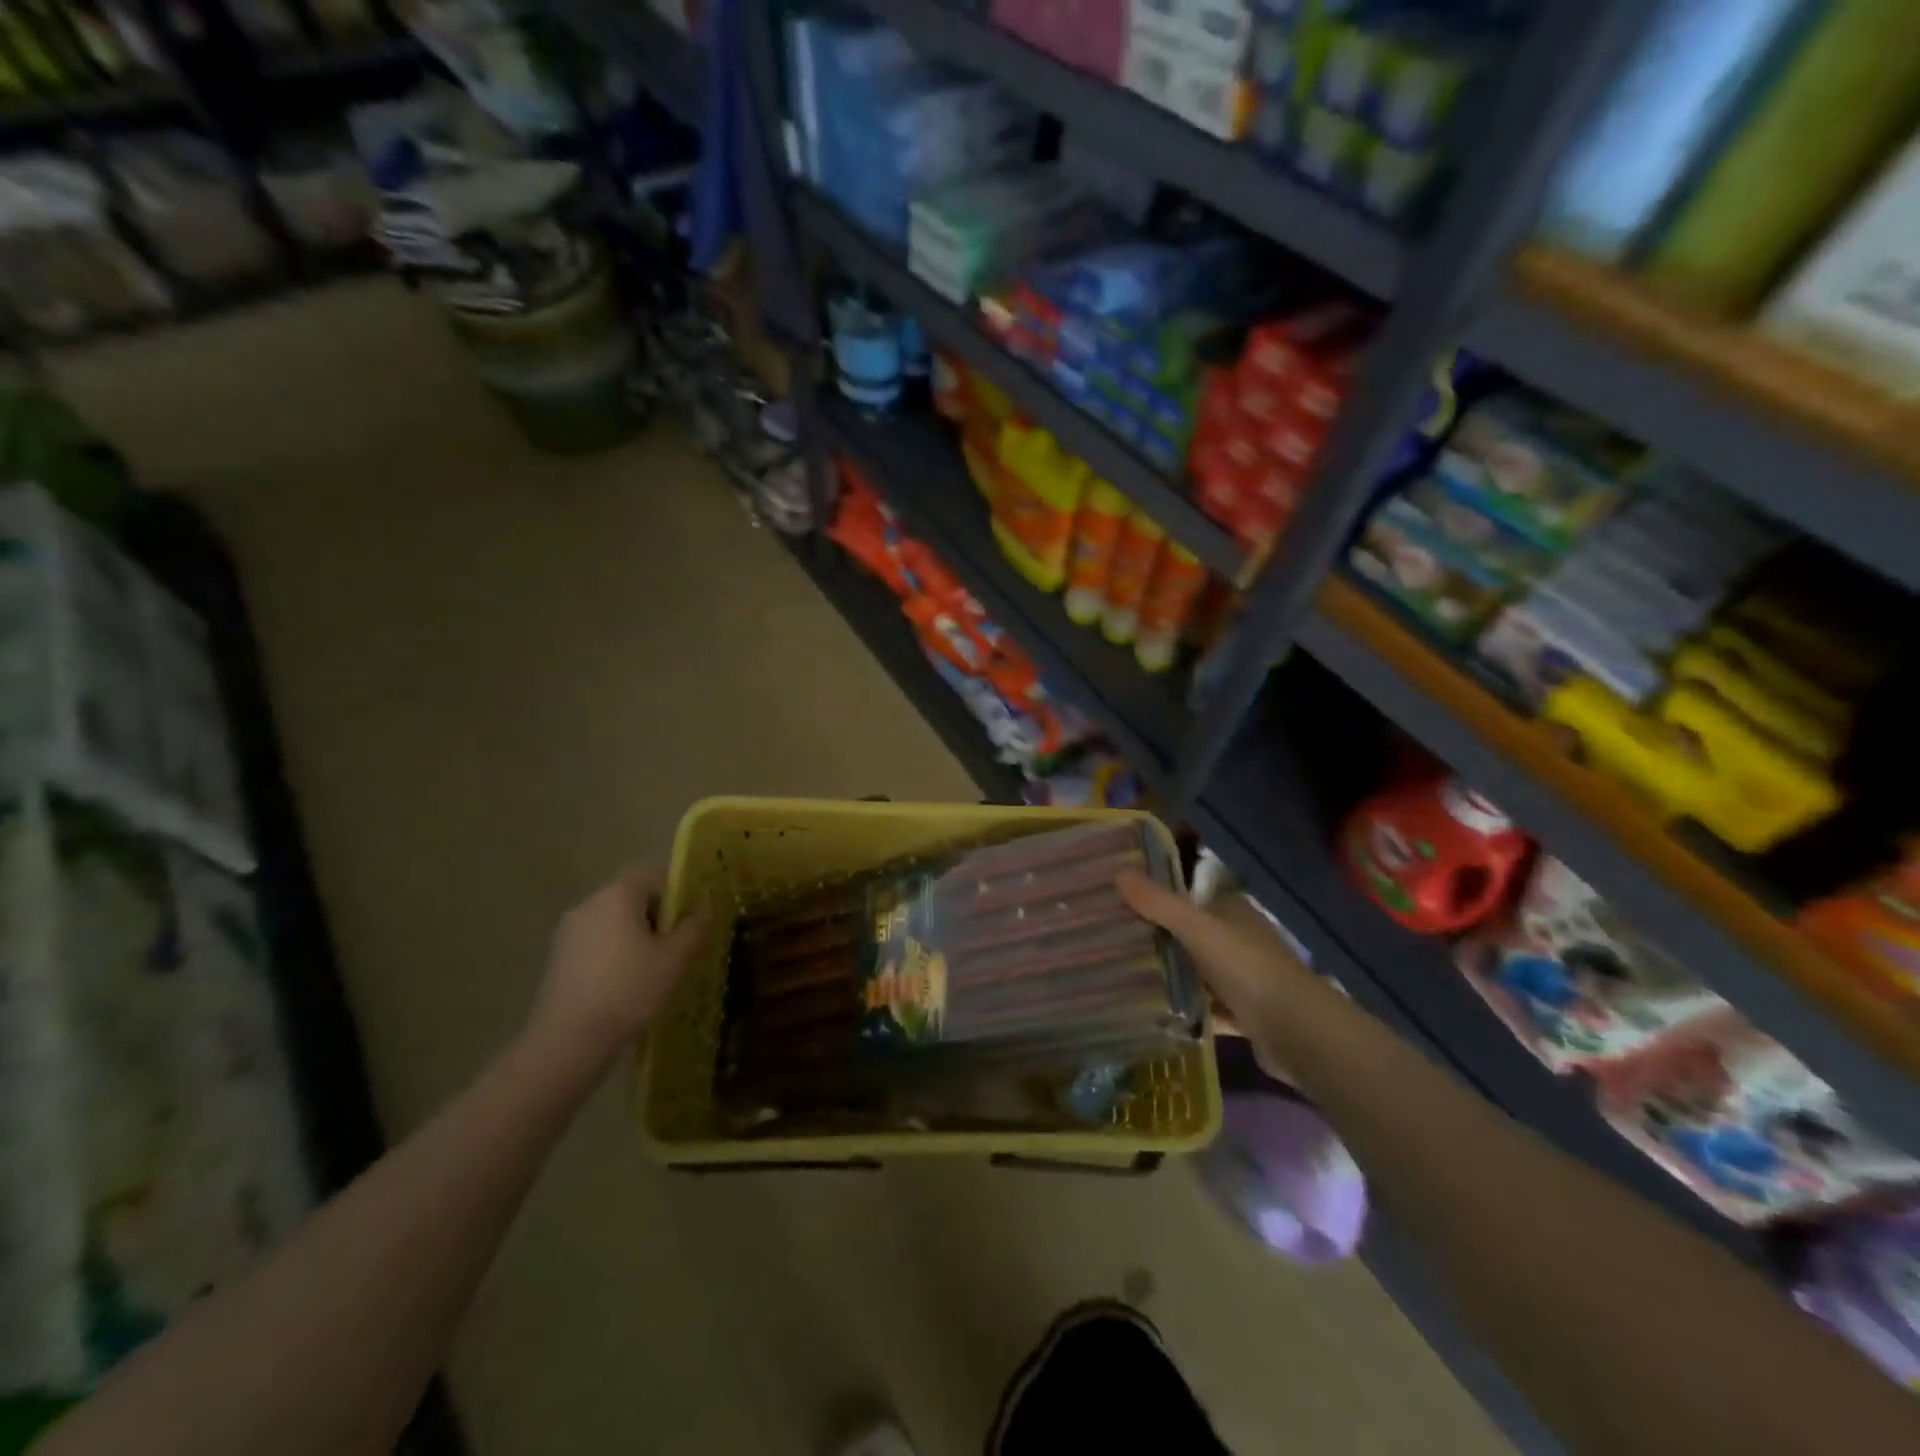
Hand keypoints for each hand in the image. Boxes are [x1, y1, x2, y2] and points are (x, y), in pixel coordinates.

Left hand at [526, 867, 704, 1064]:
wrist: (568, 1040)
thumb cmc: (629, 989)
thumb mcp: (673, 959)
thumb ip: (692, 928)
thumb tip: (703, 909)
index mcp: (617, 895)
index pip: (653, 875)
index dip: (677, 892)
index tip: (691, 918)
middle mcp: (589, 904)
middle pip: (631, 896)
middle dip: (657, 915)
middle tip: (677, 945)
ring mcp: (568, 931)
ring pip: (612, 921)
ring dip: (635, 935)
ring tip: (653, 967)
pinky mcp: (558, 957)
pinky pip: (596, 942)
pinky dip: (614, 952)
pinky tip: (625, 983)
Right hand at [1117, 869, 1315, 1071]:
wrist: (1297, 1031)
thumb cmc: (1247, 968)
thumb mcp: (1197, 928)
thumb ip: (1159, 903)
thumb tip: (1119, 871)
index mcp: (1233, 912)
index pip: (1189, 899)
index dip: (1158, 900)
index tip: (1120, 906)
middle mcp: (1240, 940)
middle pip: (1191, 936)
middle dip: (1159, 940)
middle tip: (1113, 943)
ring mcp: (1245, 979)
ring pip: (1198, 972)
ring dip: (1171, 976)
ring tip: (1124, 977)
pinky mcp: (1245, 1015)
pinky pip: (1207, 1008)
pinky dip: (1187, 1010)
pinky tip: (1156, 1014)